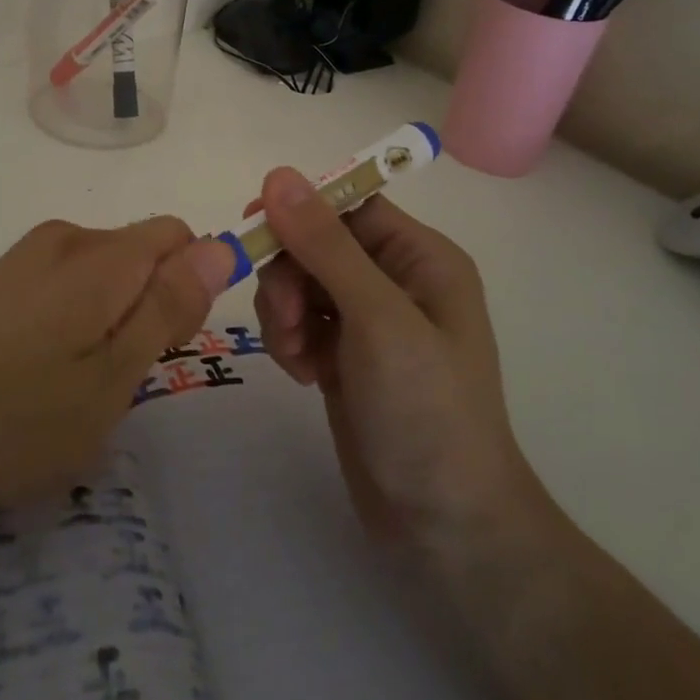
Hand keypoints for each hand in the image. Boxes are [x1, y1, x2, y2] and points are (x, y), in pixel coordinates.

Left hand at [0, 218, 236, 606]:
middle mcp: (63, 239)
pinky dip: (72, 329)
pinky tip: (35, 384)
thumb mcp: (109, 379)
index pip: (179, 237)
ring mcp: (23, 260)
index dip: (190, 287)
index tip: (167, 348)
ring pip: (103, 278)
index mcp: (99, 255)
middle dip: (149, 310)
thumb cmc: (8, 422)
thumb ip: (168, 307)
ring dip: (110, 326)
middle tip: (116, 384)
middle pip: (141, 255)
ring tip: (72, 393)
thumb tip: (221, 246)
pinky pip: (63, 291)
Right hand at [249, 168, 544, 553]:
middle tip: (287, 321)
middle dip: (289, 276)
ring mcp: (368, 320)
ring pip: (299, 282)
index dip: (301, 211)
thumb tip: (278, 175)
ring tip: (297, 356)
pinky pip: (299, 321)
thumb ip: (325, 244)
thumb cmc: (426, 410)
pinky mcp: (345, 355)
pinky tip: (303, 375)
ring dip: (283, 312)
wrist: (444, 525)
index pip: (348, 205)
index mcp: (420, 257)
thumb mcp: (376, 319)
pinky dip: (289, 341)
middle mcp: (395, 279)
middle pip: (316, 243)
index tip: (254, 229)